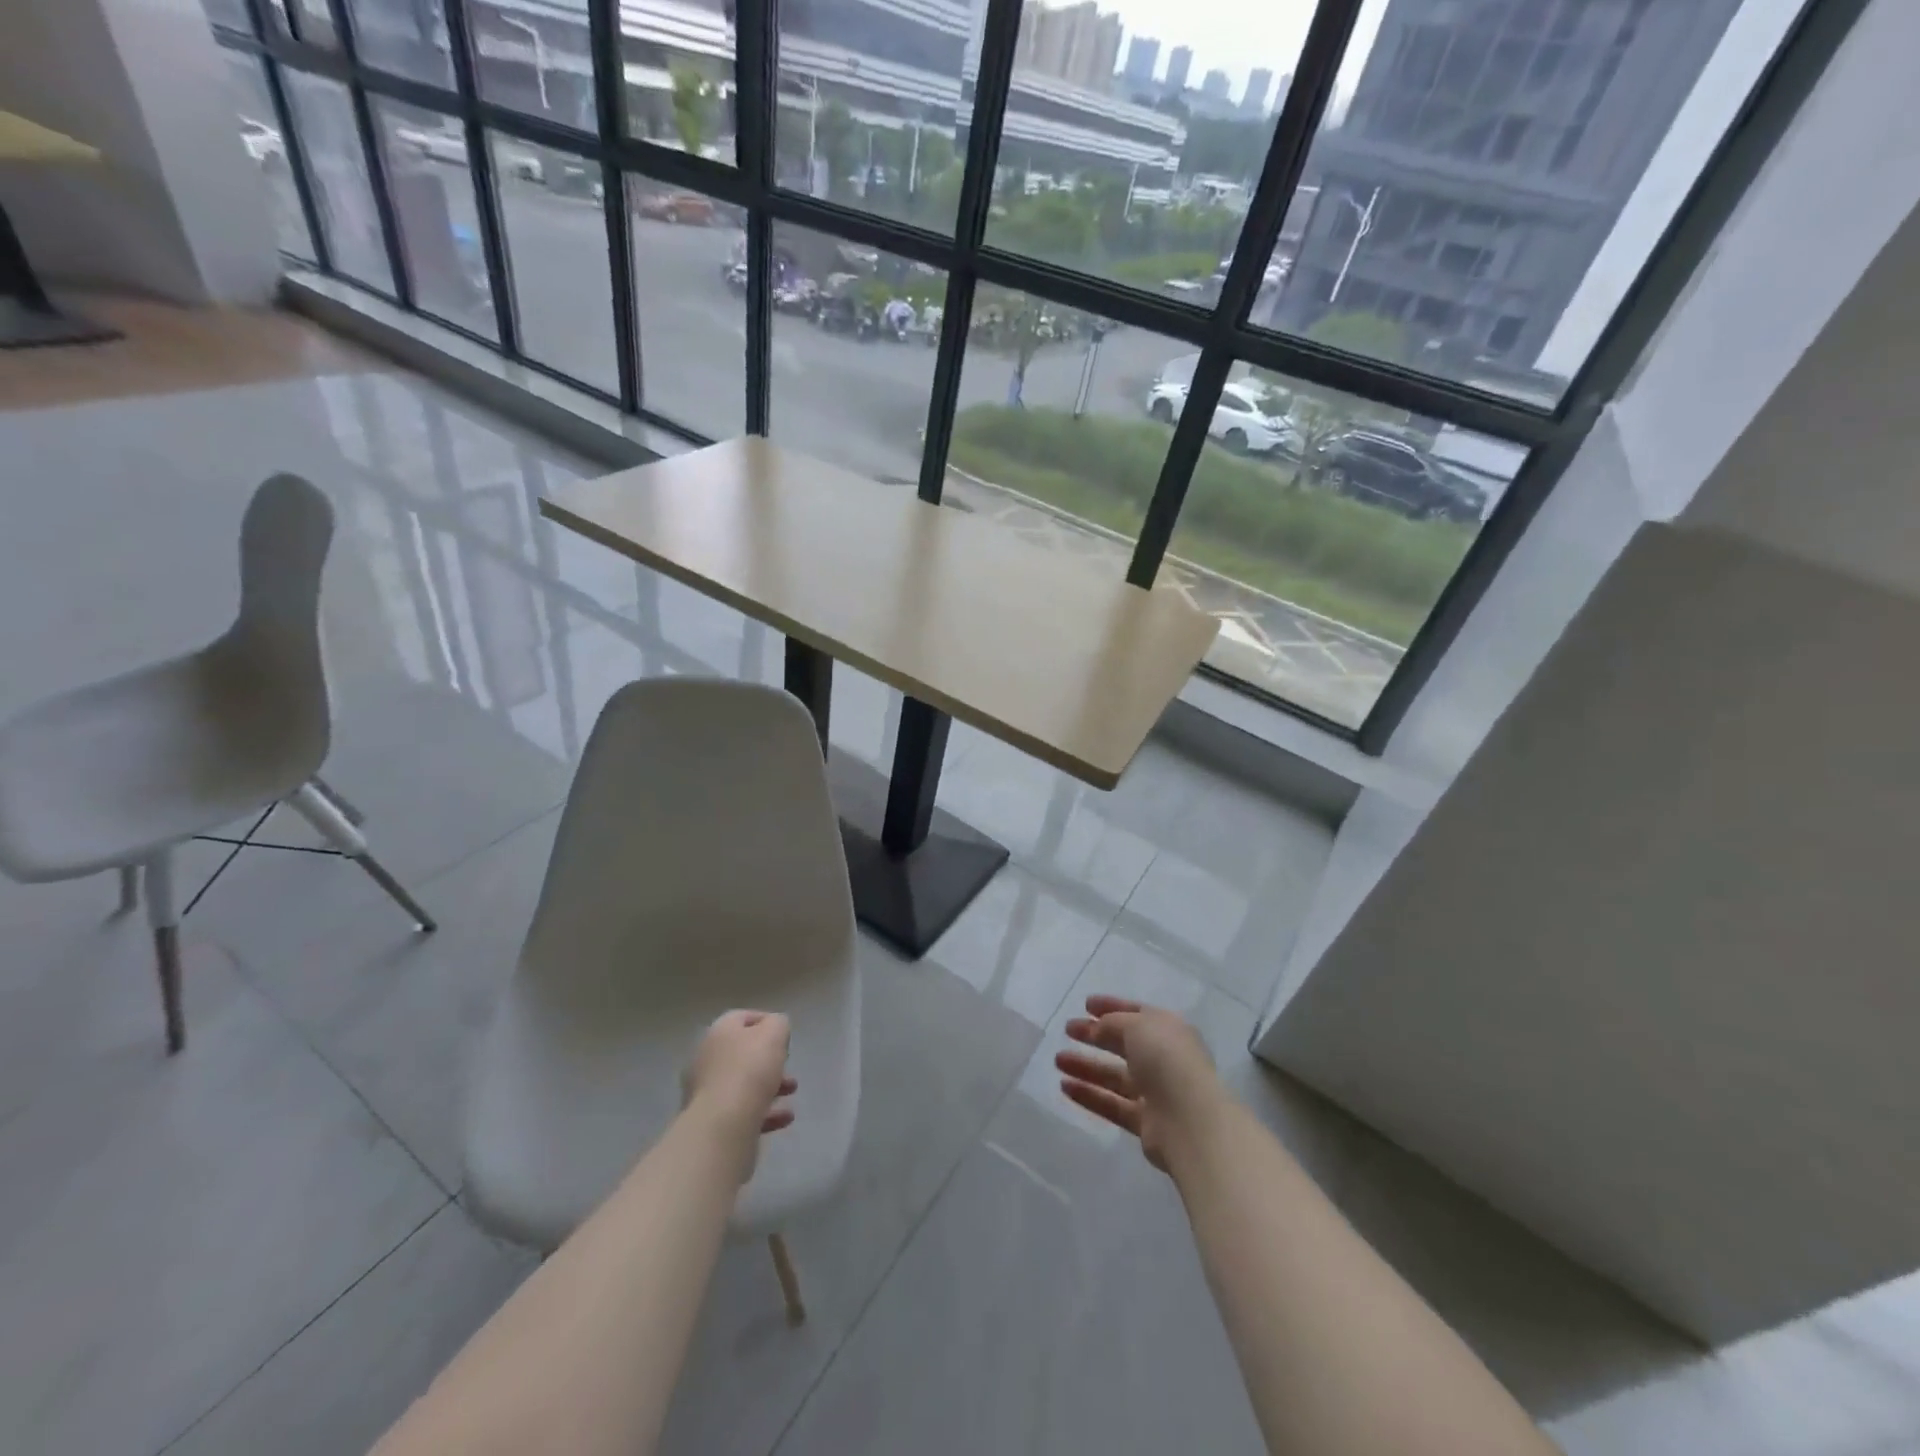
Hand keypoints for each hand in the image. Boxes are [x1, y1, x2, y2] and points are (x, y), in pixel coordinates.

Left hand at [683, 1010, 796, 1145]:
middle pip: (743, 1053)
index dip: (767, 1023)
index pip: (743, 1018)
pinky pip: (741, 1110)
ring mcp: (705, 1091)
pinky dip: (763, 1111)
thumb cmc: (750, 1070)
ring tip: (791, 1095)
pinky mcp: (710, 1120)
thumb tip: (774, 1030)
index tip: (786, 1037)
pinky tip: (783, 1118)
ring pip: (743, 1083)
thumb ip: (778, 1024)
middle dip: (771, 1061)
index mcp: (719, 1031)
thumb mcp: (775, 1033)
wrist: (723, 1125)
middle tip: (788, 1068)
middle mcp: (707, 1057)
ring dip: (770, 1087)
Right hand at [1055, 996, 1223, 1172]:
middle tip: (1067, 1030)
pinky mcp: (1145, 1122)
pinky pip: (1112, 1104)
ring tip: (1057, 1060)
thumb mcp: (1137, 1026)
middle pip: (1123, 1044)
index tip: (1086, 1005)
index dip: (1111, 1006)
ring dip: (1086, 1066)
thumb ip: (1113, 1023)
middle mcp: (1163, 1058)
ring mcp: (1155, 1092)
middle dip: (1094, 1036)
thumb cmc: (1166, 1059)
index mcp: (1167, 1030)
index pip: (1136, 1013)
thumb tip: (1098, 1028)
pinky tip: (1065, 1087)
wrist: (1190, 1120)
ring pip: (1114, 1076)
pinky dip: (1089, 1095)